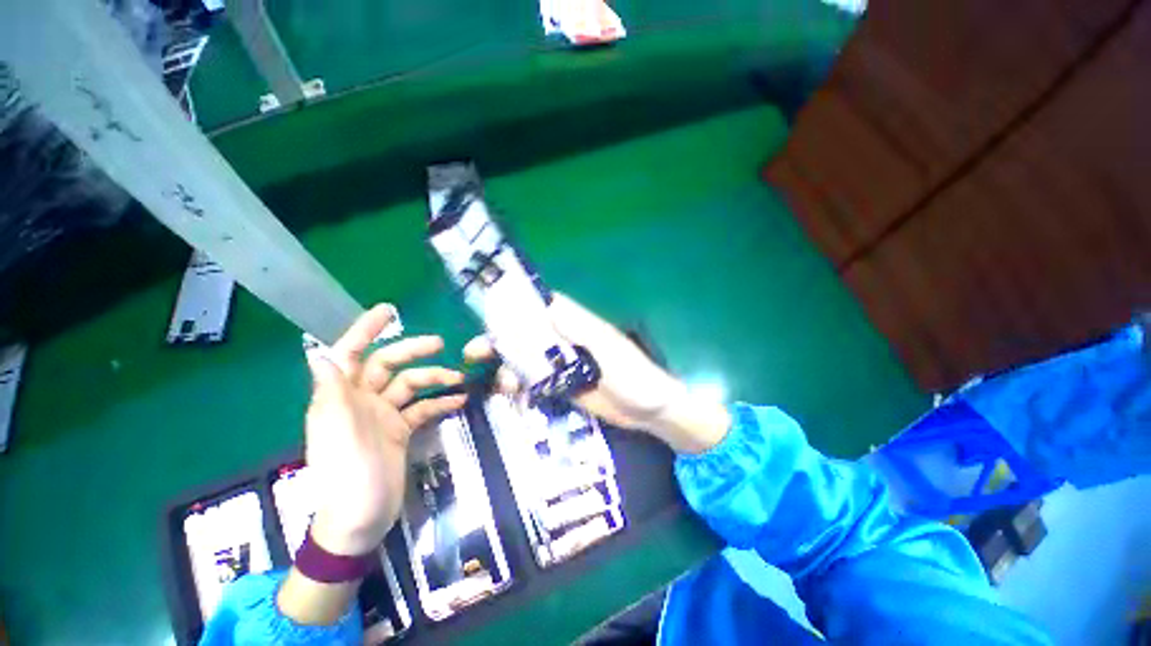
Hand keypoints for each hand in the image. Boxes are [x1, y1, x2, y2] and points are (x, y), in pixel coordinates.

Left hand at [305, 304, 466, 555]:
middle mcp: (361, 401)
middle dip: (412, 352)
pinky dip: (439, 402)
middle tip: (440, 344)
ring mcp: (383, 415)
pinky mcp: (401, 430)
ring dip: (434, 379)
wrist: (363, 519)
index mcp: (340, 398)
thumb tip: (319, 353)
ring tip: (459, 378)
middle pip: (388, 365)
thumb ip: (331, 393)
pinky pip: (422, 408)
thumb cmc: (347, 475)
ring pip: (410, 385)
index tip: (388, 311)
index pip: (350, 354)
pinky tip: (459, 400)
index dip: (364, 330)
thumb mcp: (337, 432)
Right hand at [464, 293, 729, 453]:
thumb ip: (580, 329)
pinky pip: (537, 381)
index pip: (544, 306)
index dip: (517, 305)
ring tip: (497, 383)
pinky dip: (522, 386)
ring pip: (529, 359)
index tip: (488, 311)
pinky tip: (511, 395)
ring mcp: (565, 364)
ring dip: (509, 367)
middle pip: (529, 334)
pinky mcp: (565, 385)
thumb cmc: (633, 374)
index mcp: (578, 324)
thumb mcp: (608, 348)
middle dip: (502, 341)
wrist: (650, 411)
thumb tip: (548, 308)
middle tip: (475, 352)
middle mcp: (567, 340)